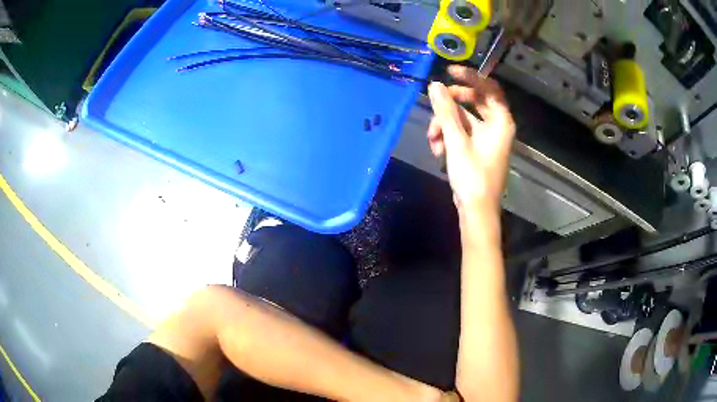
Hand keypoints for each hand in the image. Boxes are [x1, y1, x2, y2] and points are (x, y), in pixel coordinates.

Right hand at [427, 65, 514, 215]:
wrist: (476, 211)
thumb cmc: (473, 176)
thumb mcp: (457, 141)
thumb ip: (445, 111)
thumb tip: (434, 85)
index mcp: (501, 121)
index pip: (490, 88)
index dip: (471, 77)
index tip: (449, 72)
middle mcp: (497, 126)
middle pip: (474, 101)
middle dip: (451, 104)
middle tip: (434, 103)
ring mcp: (487, 137)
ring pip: (463, 118)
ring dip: (445, 125)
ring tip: (432, 141)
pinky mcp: (477, 148)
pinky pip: (461, 132)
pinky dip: (448, 137)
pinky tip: (437, 150)